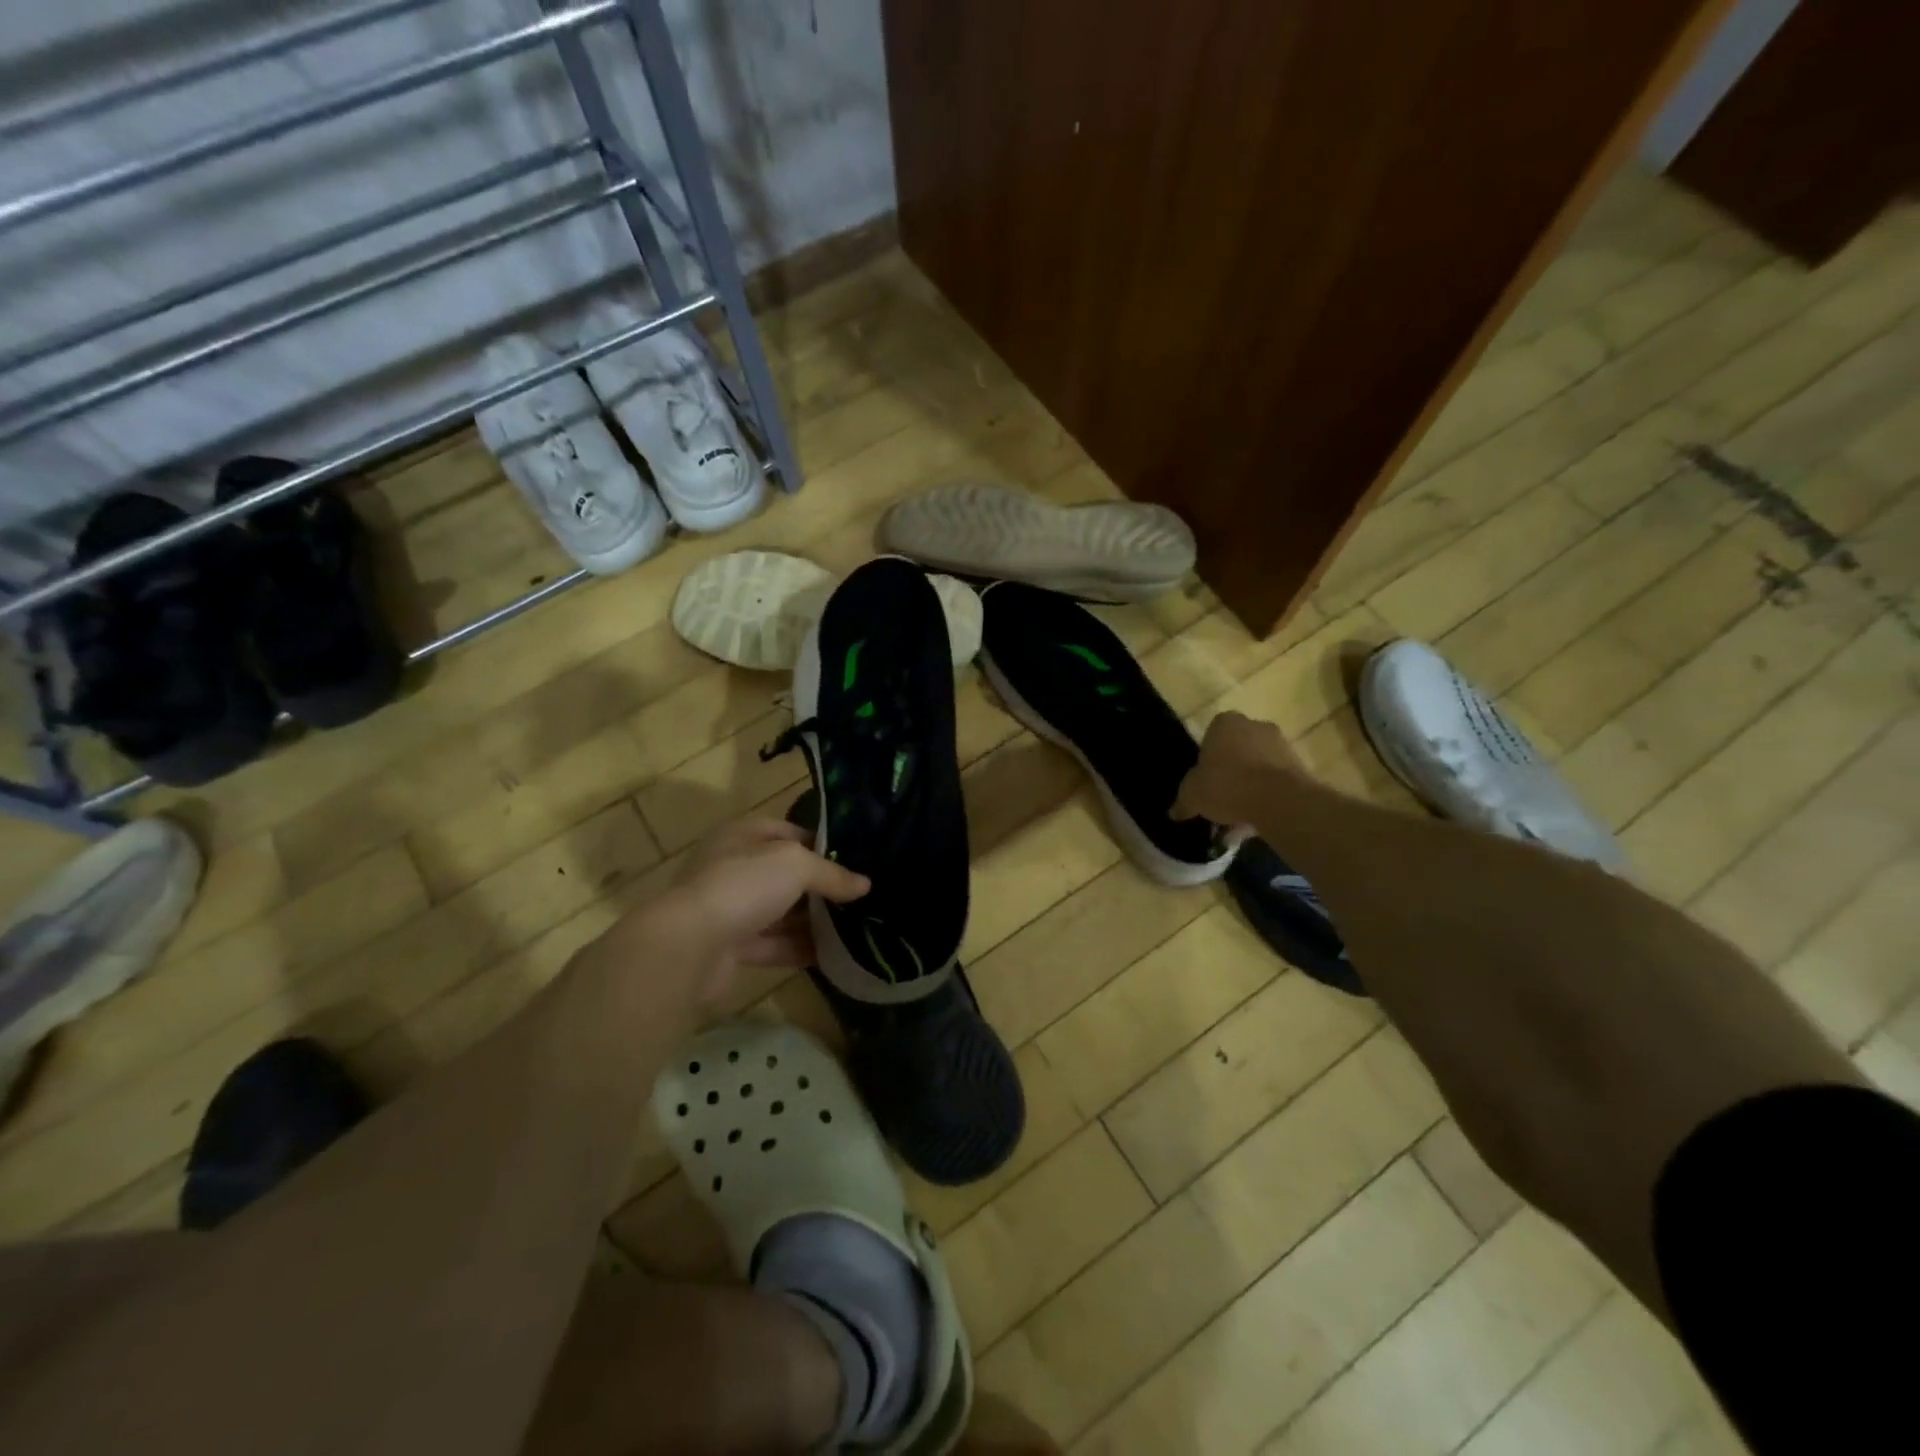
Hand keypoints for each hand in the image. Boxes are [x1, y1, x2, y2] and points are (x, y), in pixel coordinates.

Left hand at [570, 817, 868, 1028]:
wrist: (688, 947)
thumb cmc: (742, 886)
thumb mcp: (796, 865)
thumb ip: (832, 874)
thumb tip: (865, 884)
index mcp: (742, 836)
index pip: (788, 832)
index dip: (821, 842)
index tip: (856, 859)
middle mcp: (733, 868)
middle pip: (785, 874)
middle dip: (820, 885)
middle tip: (861, 896)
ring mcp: (730, 909)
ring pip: (780, 912)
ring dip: (812, 921)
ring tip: (856, 926)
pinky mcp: (731, 948)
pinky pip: (773, 945)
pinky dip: (799, 949)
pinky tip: (833, 955)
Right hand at [1174, 710, 1302, 823]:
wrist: (1278, 799)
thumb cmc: (1226, 785)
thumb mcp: (1192, 796)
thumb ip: (1183, 802)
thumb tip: (1175, 812)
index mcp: (1225, 723)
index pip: (1211, 735)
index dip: (1206, 759)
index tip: (1204, 780)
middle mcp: (1255, 726)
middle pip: (1237, 749)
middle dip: (1231, 771)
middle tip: (1220, 798)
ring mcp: (1281, 744)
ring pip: (1258, 766)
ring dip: (1250, 786)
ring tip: (1239, 817)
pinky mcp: (1300, 766)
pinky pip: (1276, 781)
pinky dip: (1267, 797)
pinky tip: (1257, 820)